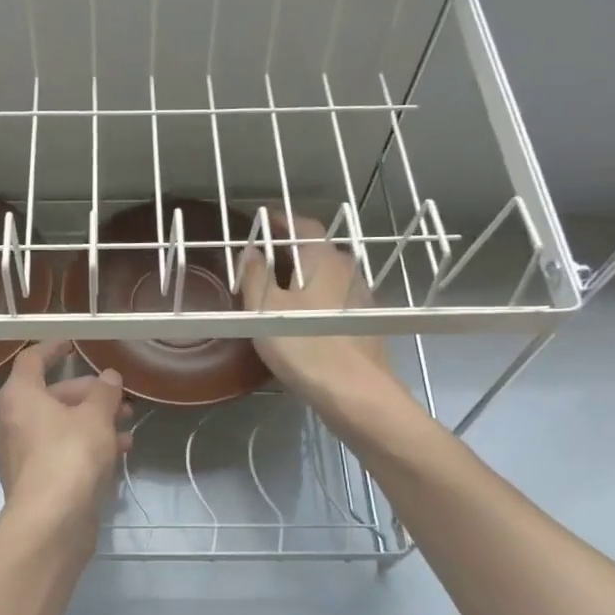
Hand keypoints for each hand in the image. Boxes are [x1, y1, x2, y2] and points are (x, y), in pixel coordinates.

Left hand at [0, 341, 132, 540]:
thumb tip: (108, 376)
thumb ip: (104, 393)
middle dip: (87, 393)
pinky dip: (87, 445)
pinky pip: (62, 451)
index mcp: (20, 397)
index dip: (53, 349)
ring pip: (60, 426)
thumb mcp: (96, 417)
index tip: (73, 344)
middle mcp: (14, 421)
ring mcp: (22, 454)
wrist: (51, 523)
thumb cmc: (70, 456)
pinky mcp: (36, 481)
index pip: (32, 360)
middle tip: (118, 396)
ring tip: (127, 424)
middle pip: (51, 395)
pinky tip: (120, 452)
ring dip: (93, 421)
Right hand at [239, 215, 397, 406]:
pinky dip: (313, 299)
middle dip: (288, 250)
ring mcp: (359, 297)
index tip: (261, 221)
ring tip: (274, 288)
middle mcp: (347, 270)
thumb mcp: (265, 309)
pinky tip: (299, 318)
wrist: (356, 393)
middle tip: (260, 259)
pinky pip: (333, 299)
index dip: (280, 221)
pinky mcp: (363, 323)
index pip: (302, 225)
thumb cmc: (305, 344)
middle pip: (315, 250)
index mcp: (323, 259)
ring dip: (301, 276)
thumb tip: (250, 252)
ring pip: (325, 276)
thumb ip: (255, 276)